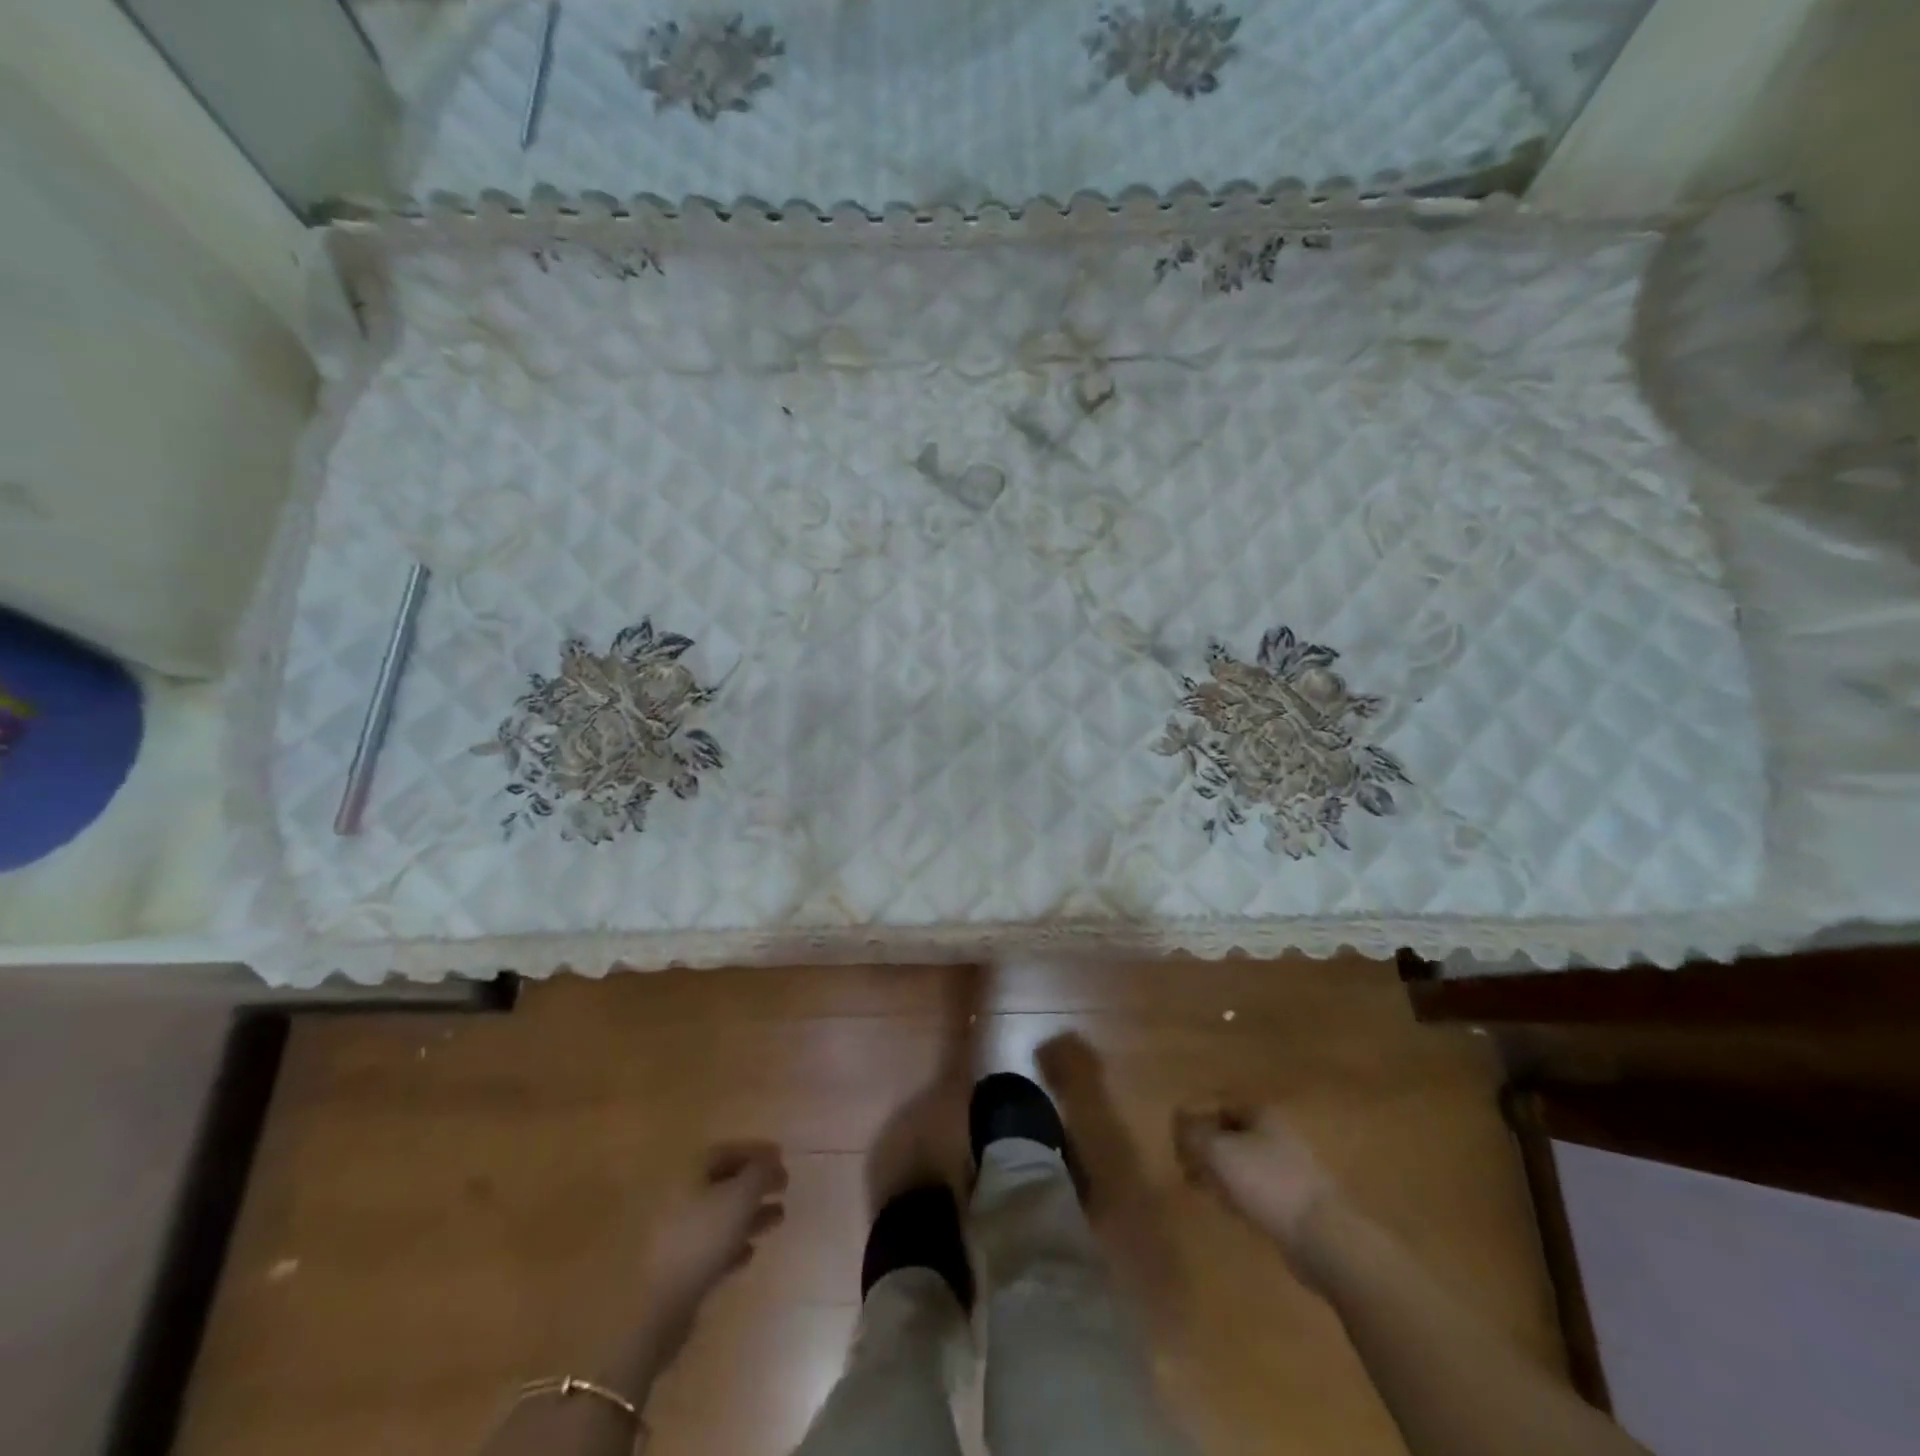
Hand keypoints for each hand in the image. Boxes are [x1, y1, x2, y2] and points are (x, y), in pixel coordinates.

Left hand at [641, 1141, 787, 1321]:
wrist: (660, 1305)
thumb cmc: (703, 1237)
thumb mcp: (740, 1197)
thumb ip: (761, 1172)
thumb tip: (773, 1158)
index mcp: (689, 1170)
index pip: (728, 1150)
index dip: (757, 1152)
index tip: (783, 1158)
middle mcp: (679, 1194)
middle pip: (724, 1181)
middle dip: (756, 1184)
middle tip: (784, 1188)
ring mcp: (676, 1231)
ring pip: (720, 1214)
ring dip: (750, 1213)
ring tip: (778, 1218)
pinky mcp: (678, 1264)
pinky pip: (711, 1244)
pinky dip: (733, 1243)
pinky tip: (750, 1251)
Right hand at [1173, 1104, 1335, 1256]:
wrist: (1322, 1236)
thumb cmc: (1266, 1182)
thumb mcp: (1217, 1152)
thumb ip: (1192, 1134)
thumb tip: (1179, 1123)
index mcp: (1261, 1114)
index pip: (1220, 1105)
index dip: (1195, 1119)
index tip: (1178, 1141)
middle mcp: (1276, 1134)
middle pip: (1231, 1133)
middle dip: (1206, 1148)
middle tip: (1185, 1166)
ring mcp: (1289, 1168)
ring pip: (1243, 1162)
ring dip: (1220, 1172)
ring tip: (1201, 1187)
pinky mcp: (1295, 1200)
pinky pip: (1257, 1187)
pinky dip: (1238, 1192)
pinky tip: (1229, 1208)